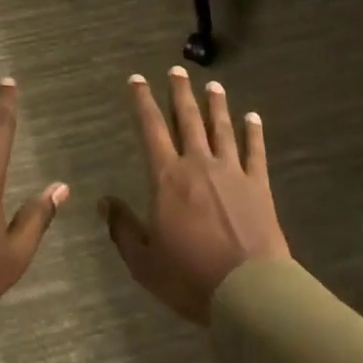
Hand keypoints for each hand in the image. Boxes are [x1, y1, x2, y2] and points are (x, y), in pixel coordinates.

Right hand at [101, 67, 290, 324]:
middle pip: (188, 119)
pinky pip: (255, 152)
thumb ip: (122, 228)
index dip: (142, 101)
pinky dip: (254, 133)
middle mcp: (198, 164)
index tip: (137, 79)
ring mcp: (232, 172)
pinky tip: (254, 118)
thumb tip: (103, 202)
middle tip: (177, 70)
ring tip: (213, 85)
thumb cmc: (190, 277)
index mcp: (167, 178)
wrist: (249, 292)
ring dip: (216, 105)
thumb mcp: (144, 261)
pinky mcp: (259, 186)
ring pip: (221, 128)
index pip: (151, 128)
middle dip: (180, 93)